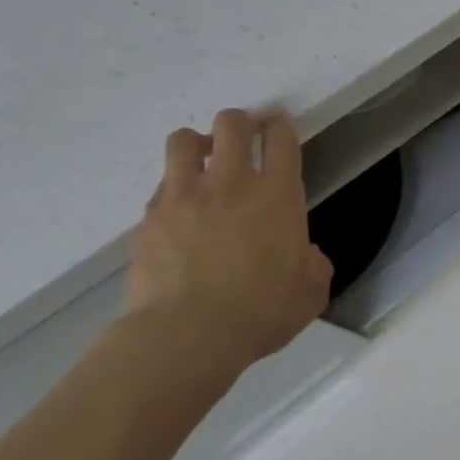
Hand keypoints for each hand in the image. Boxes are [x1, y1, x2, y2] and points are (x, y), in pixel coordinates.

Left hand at [124, 108, 332, 378]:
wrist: (185, 337)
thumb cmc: (261, 311)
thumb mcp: (311, 288)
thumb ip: (311, 261)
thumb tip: (300, 254)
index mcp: (278, 194)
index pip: (281, 139)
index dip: (281, 126)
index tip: (279, 127)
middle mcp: (231, 184)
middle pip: (232, 124)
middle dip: (240, 122)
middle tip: (244, 138)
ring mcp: (183, 198)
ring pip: (183, 141)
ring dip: (197, 145)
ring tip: (203, 163)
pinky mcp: (147, 221)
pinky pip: (160, 188)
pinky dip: (173, 191)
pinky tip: (180, 215)